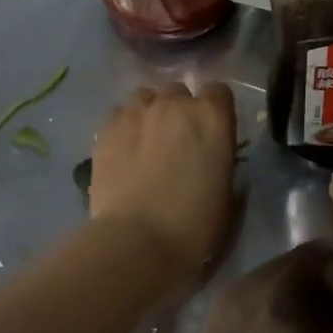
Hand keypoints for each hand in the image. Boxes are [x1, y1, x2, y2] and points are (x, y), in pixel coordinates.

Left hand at [90, 82, 237, 278]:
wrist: (137, 240)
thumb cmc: (194, 224)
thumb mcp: (226, 192)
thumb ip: (219, 159)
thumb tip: (211, 155)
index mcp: (212, 118)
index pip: (219, 92)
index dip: (215, 109)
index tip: (211, 131)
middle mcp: (175, 104)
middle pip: (179, 92)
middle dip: (179, 110)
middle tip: (176, 141)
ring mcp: (137, 112)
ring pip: (145, 97)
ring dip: (150, 113)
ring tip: (146, 141)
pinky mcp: (107, 127)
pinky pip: (119, 113)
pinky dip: (124, 125)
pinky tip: (123, 149)